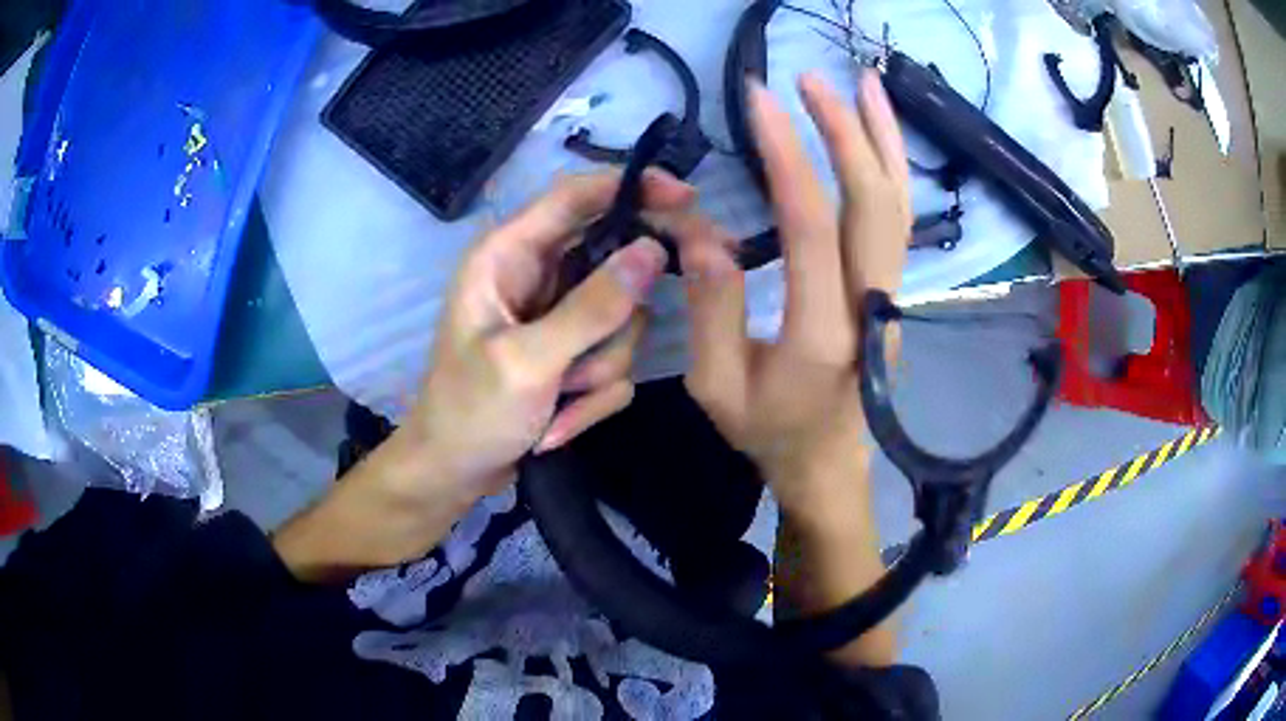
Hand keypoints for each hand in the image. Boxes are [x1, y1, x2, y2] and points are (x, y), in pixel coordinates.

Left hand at [406, 170, 694, 500]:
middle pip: (613, 261)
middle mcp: (538, 275)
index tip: (686, 199)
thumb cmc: (470, 412)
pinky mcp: (574, 350)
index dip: (632, 187)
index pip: (576, 196)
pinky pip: (616, 358)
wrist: (455, 473)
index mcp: (508, 255)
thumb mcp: (527, 361)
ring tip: (556, 401)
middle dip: (618, 317)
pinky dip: (592, 396)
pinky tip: (554, 421)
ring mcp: (560, 315)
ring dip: (599, 368)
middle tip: (606, 355)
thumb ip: (592, 306)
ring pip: (623, 320)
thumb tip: (653, 251)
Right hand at [676, 70, 910, 511]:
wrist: (829, 466)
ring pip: (898, 203)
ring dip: (883, 138)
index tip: (758, 99)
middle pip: (872, 200)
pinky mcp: (893, 290)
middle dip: (843, 129)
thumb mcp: (717, 385)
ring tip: (866, 83)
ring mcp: (891, 295)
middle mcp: (870, 304)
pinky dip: (894, 169)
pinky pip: (899, 220)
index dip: (786, 154)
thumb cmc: (770, 432)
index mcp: (822, 332)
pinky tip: (881, 136)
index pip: (811, 223)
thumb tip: (699, 228)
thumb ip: (711, 306)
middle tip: (808, 79)